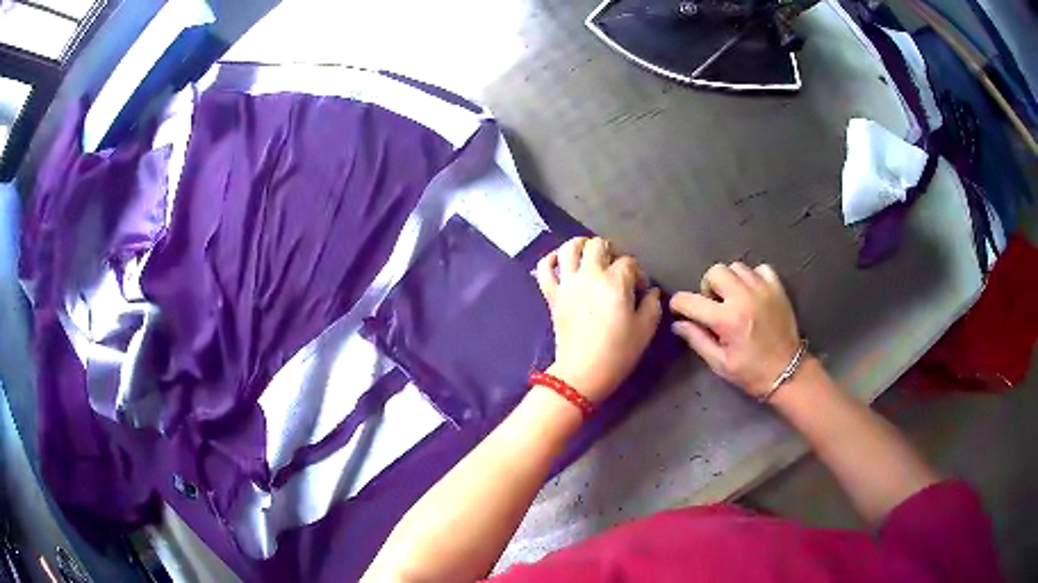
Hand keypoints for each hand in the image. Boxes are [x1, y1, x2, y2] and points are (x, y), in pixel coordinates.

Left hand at [536, 237, 661, 402]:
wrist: (583, 372)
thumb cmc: (618, 352)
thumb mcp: (645, 329)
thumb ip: (652, 304)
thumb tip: (651, 291)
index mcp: (616, 281)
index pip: (629, 263)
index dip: (638, 273)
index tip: (640, 289)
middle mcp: (590, 275)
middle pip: (598, 245)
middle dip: (611, 250)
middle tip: (615, 266)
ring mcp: (568, 283)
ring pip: (570, 248)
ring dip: (581, 245)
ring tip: (589, 254)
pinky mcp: (552, 294)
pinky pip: (545, 269)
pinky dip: (551, 260)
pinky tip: (561, 261)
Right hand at [669, 263, 800, 398]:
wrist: (788, 372)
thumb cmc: (751, 372)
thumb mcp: (719, 363)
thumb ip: (697, 340)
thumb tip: (678, 324)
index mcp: (726, 319)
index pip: (691, 301)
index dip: (679, 304)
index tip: (680, 309)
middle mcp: (743, 297)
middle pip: (715, 272)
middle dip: (708, 287)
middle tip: (714, 305)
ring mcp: (762, 289)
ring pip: (736, 267)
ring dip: (730, 281)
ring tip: (734, 299)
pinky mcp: (777, 288)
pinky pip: (760, 269)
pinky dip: (753, 277)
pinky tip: (753, 294)